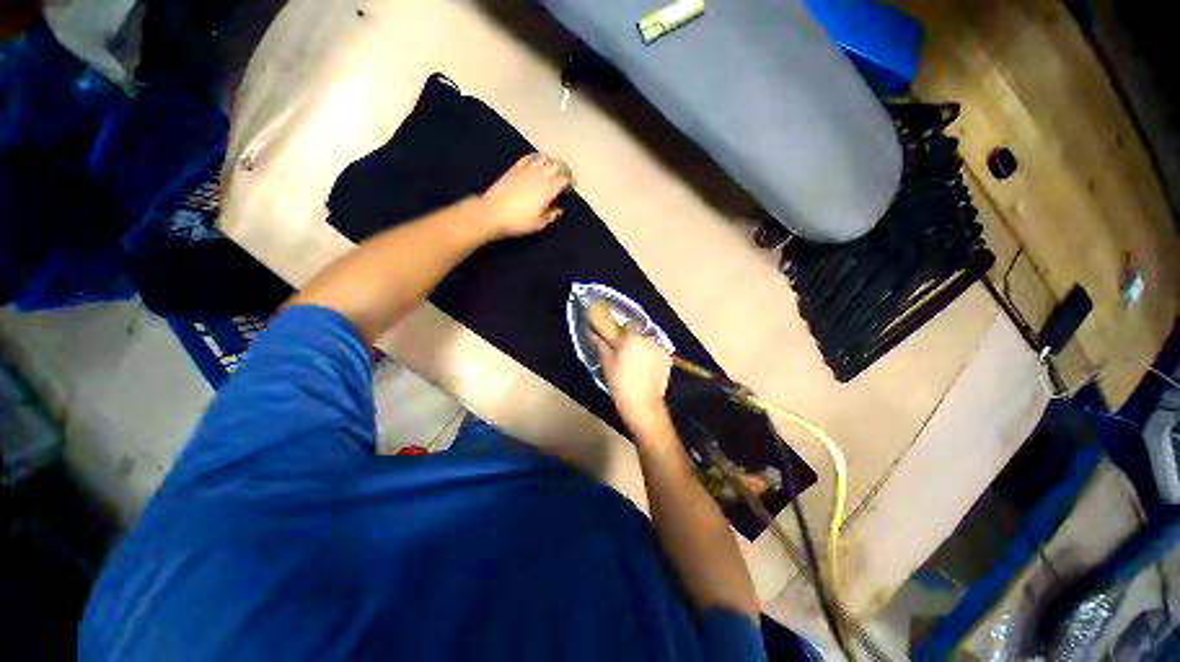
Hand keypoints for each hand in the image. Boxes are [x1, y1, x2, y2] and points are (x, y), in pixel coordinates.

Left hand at [480, 153, 571, 238]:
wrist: (494, 212)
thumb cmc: (518, 221)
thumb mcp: (539, 223)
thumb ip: (551, 215)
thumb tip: (559, 210)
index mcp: (548, 189)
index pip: (564, 180)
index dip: (570, 182)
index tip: (572, 186)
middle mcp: (540, 176)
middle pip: (557, 165)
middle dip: (564, 169)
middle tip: (566, 175)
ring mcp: (527, 170)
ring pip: (544, 158)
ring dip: (551, 161)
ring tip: (554, 166)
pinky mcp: (515, 168)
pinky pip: (529, 157)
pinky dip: (536, 157)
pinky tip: (537, 160)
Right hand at [592, 331, 673, 437]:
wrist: (643, 405)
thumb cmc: (621, 384)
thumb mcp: (607, 363)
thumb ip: (601, 344)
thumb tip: (593, 333)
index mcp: (631, 337)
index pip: (626, 324)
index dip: (620, 331)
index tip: (615, 340)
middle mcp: (648, 338)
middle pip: (638, 332)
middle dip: (631, 339)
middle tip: (624, 352)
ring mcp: (660, 348)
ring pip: (648, 341)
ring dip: (641, 347)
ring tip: (635, 362)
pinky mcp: (668, 358)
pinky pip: (656, 351)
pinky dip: (651, 355)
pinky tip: (645, 368)